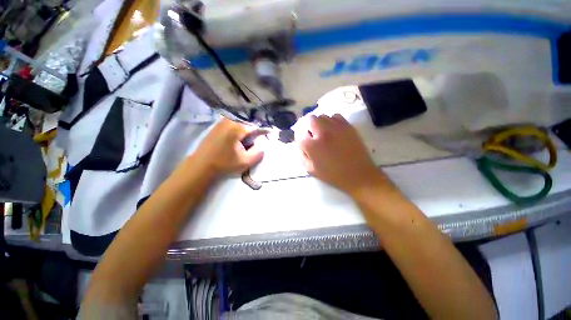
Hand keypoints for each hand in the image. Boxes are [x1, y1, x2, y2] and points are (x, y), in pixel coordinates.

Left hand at [192, 118, 264, 175]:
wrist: (200, 165)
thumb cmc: (224, 164)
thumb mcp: (245, 162)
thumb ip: (258, 154)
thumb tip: (263, 146)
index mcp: (236, 128)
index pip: (255, 127)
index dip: (263, 132)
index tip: (269, 136)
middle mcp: (229, 121)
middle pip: (247, 124)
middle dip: (253, 132)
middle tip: (254, 142)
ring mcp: (221, 122)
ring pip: (240, 123)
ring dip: (245, 131)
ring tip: (245, 142)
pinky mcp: (216, 126)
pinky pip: (232, 124)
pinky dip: (237, 130)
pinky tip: (236, 140)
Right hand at [296, 114, 387, 194]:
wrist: (358, 174)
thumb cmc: (332, 174)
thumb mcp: (311, 170)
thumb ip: (301, 155)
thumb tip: (299, 144)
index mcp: (313, 146)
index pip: (299, 134)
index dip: (298, 137)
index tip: (302, 141)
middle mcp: (323, 132)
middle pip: (309, 119)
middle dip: (306, 126)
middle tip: (310, 135)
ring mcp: (336, 127)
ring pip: (322, 116)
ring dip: (318, 123)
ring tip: (321, 132)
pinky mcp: (347, 126)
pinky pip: (335, 116)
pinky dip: (330, 121)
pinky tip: (332, 130)